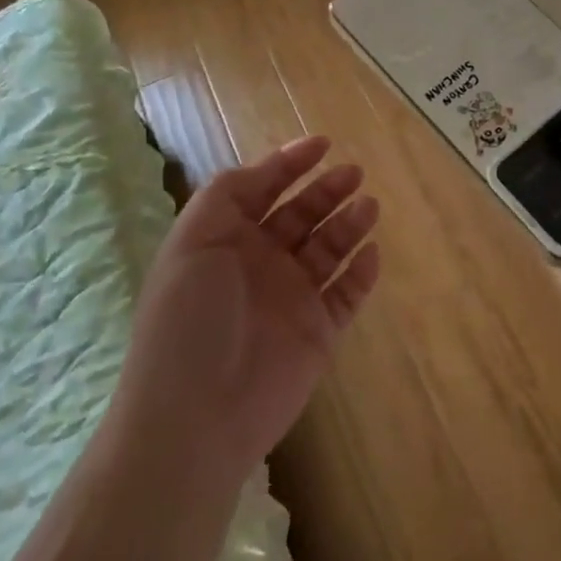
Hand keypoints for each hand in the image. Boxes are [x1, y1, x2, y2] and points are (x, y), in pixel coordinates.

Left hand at [112, 136, 379, 474]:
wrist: (198, 416)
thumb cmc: (190, 318)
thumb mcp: (194, 240)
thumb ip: (227, 194)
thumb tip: (263, 169)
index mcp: (227, 240)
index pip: (263, 190)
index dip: (290, 164)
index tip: (323, 144)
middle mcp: (261, 263)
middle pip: (301, 215)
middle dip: (327, 190)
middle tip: (355, 174)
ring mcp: (292, 298)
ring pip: (329, 249)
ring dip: (348, 224)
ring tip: (368, 207)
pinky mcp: (318, 331)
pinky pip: (347, 293)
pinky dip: (361, 272)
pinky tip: (371, 253)